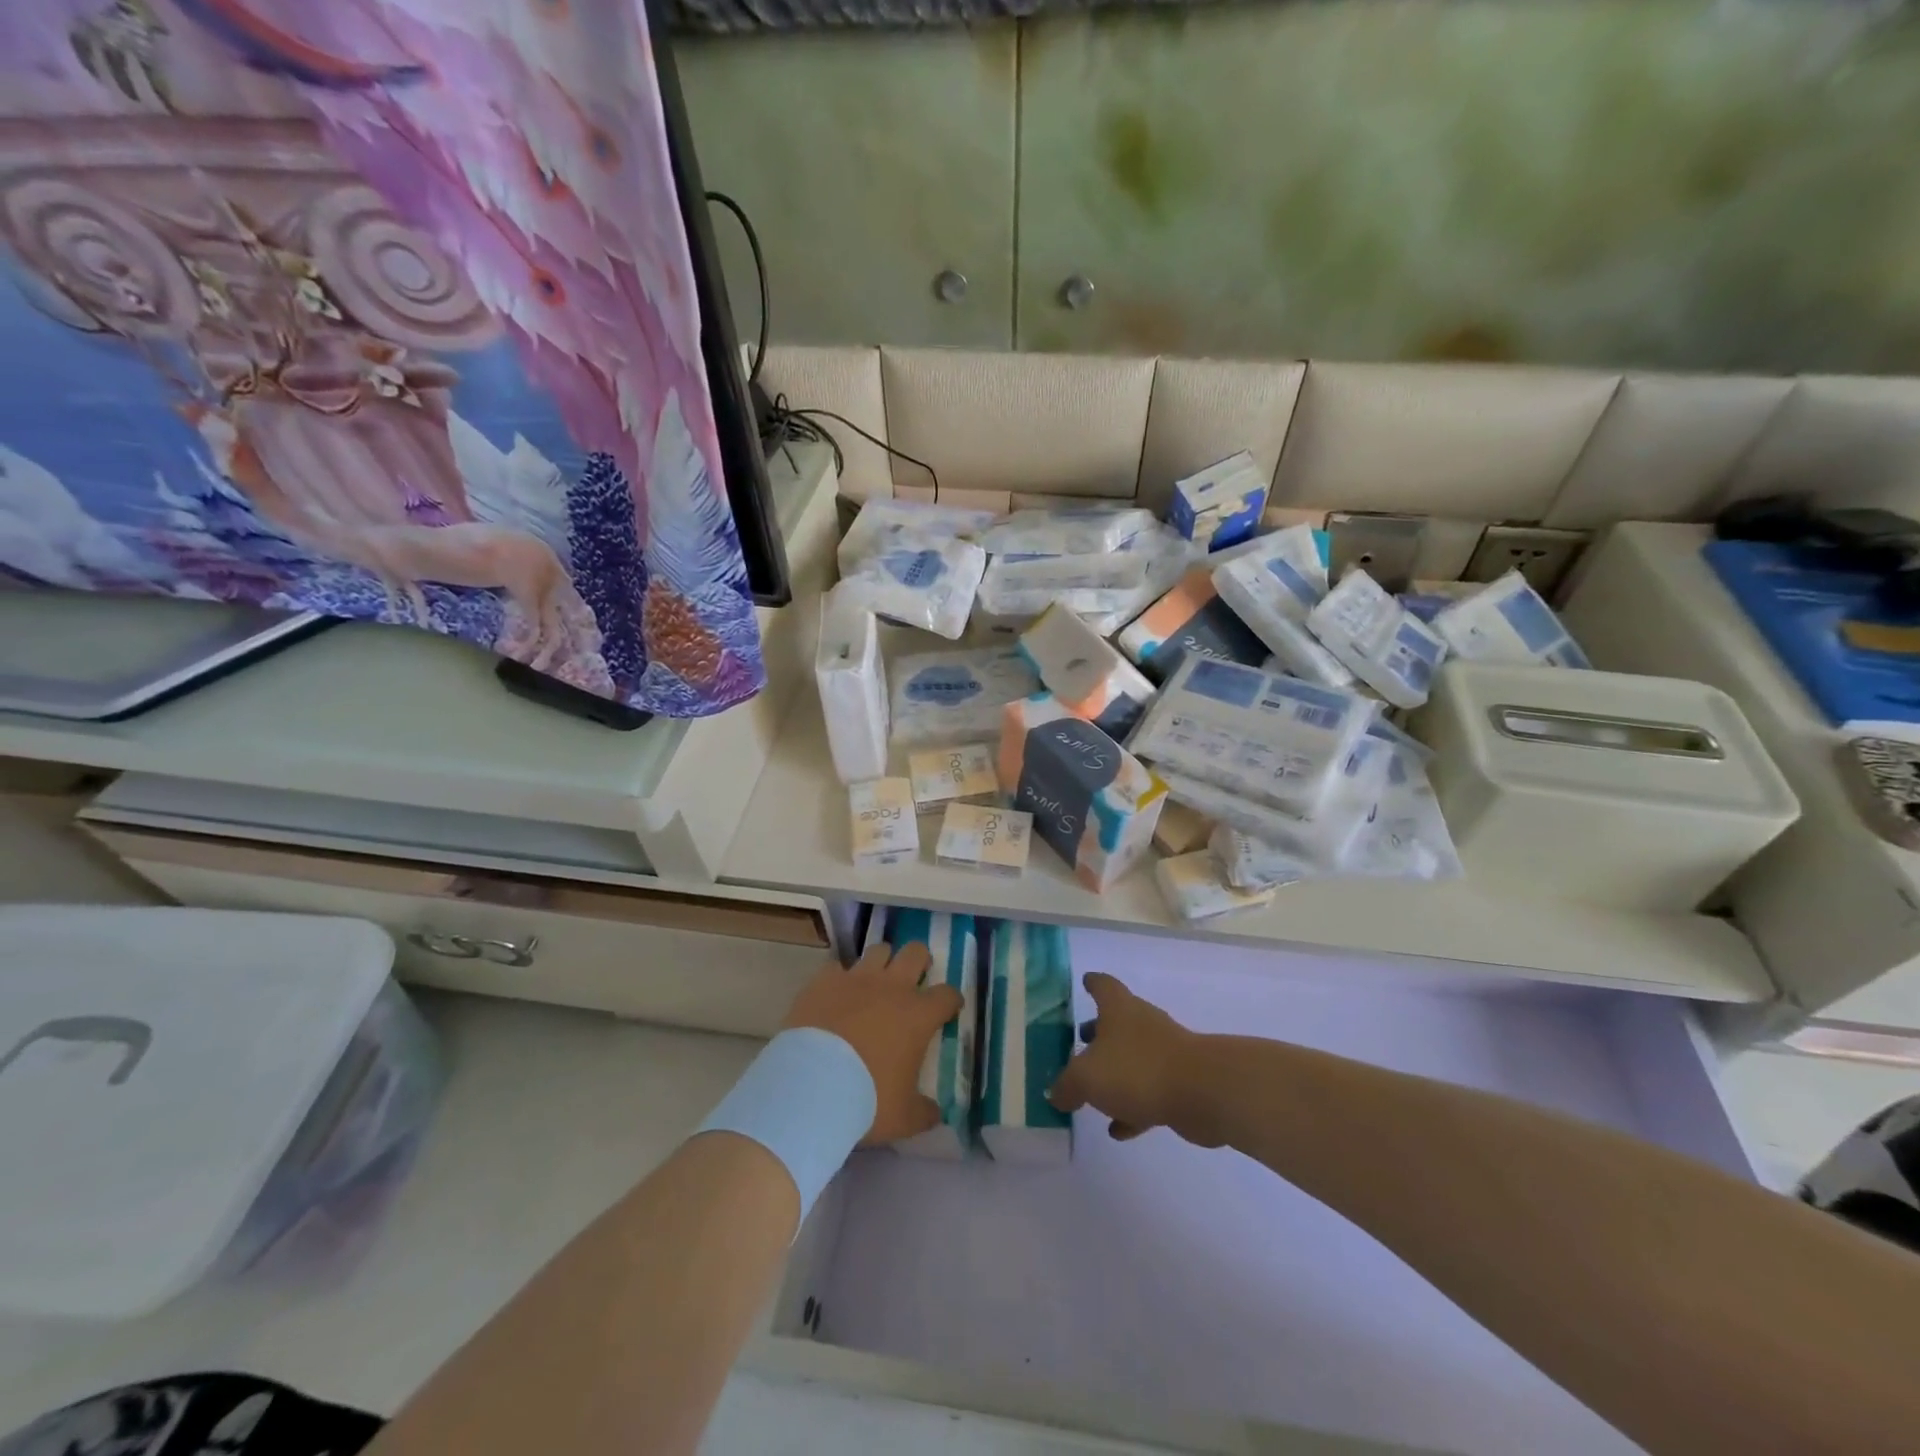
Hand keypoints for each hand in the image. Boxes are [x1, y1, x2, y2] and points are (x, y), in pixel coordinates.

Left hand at [782, 941, 962, 1144]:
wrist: (810, 1088)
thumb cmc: (866, 1101)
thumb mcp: (904, 1118)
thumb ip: (924, 1112)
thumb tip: (936, 1113)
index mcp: (918, 1016)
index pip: (947, 995)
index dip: (951, 1000)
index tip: (948, 1009)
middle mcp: (892, 988)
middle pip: (915, 953)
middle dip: (920, 961)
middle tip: (915, 978)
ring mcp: (856, 979)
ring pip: (878, 950)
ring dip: (882, 963)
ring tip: (876, 981)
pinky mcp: (824, 981)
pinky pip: (837, 967)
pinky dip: (839, 978)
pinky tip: (835, 993)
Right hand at [1047, 972, 1223, 1145]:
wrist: (1203, 1092)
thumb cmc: (1137, 1069)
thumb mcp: (1086, 1078)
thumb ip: (1066, 1086)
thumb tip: (1055, 1093)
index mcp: (1118, 1009)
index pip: (1102, 986)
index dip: (1092, 983)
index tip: (1085, 982)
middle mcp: (1142, 1023)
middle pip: (1117, 1022)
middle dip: (1098, 1032)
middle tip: (1079, 1042)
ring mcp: (1164, 1052)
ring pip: (1133, 1058)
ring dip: (1115, 1073)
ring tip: (1093, 1093)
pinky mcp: (1180, 1083)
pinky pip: (1148, 1091)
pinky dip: (1132, 1107)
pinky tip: (1119, 1129)